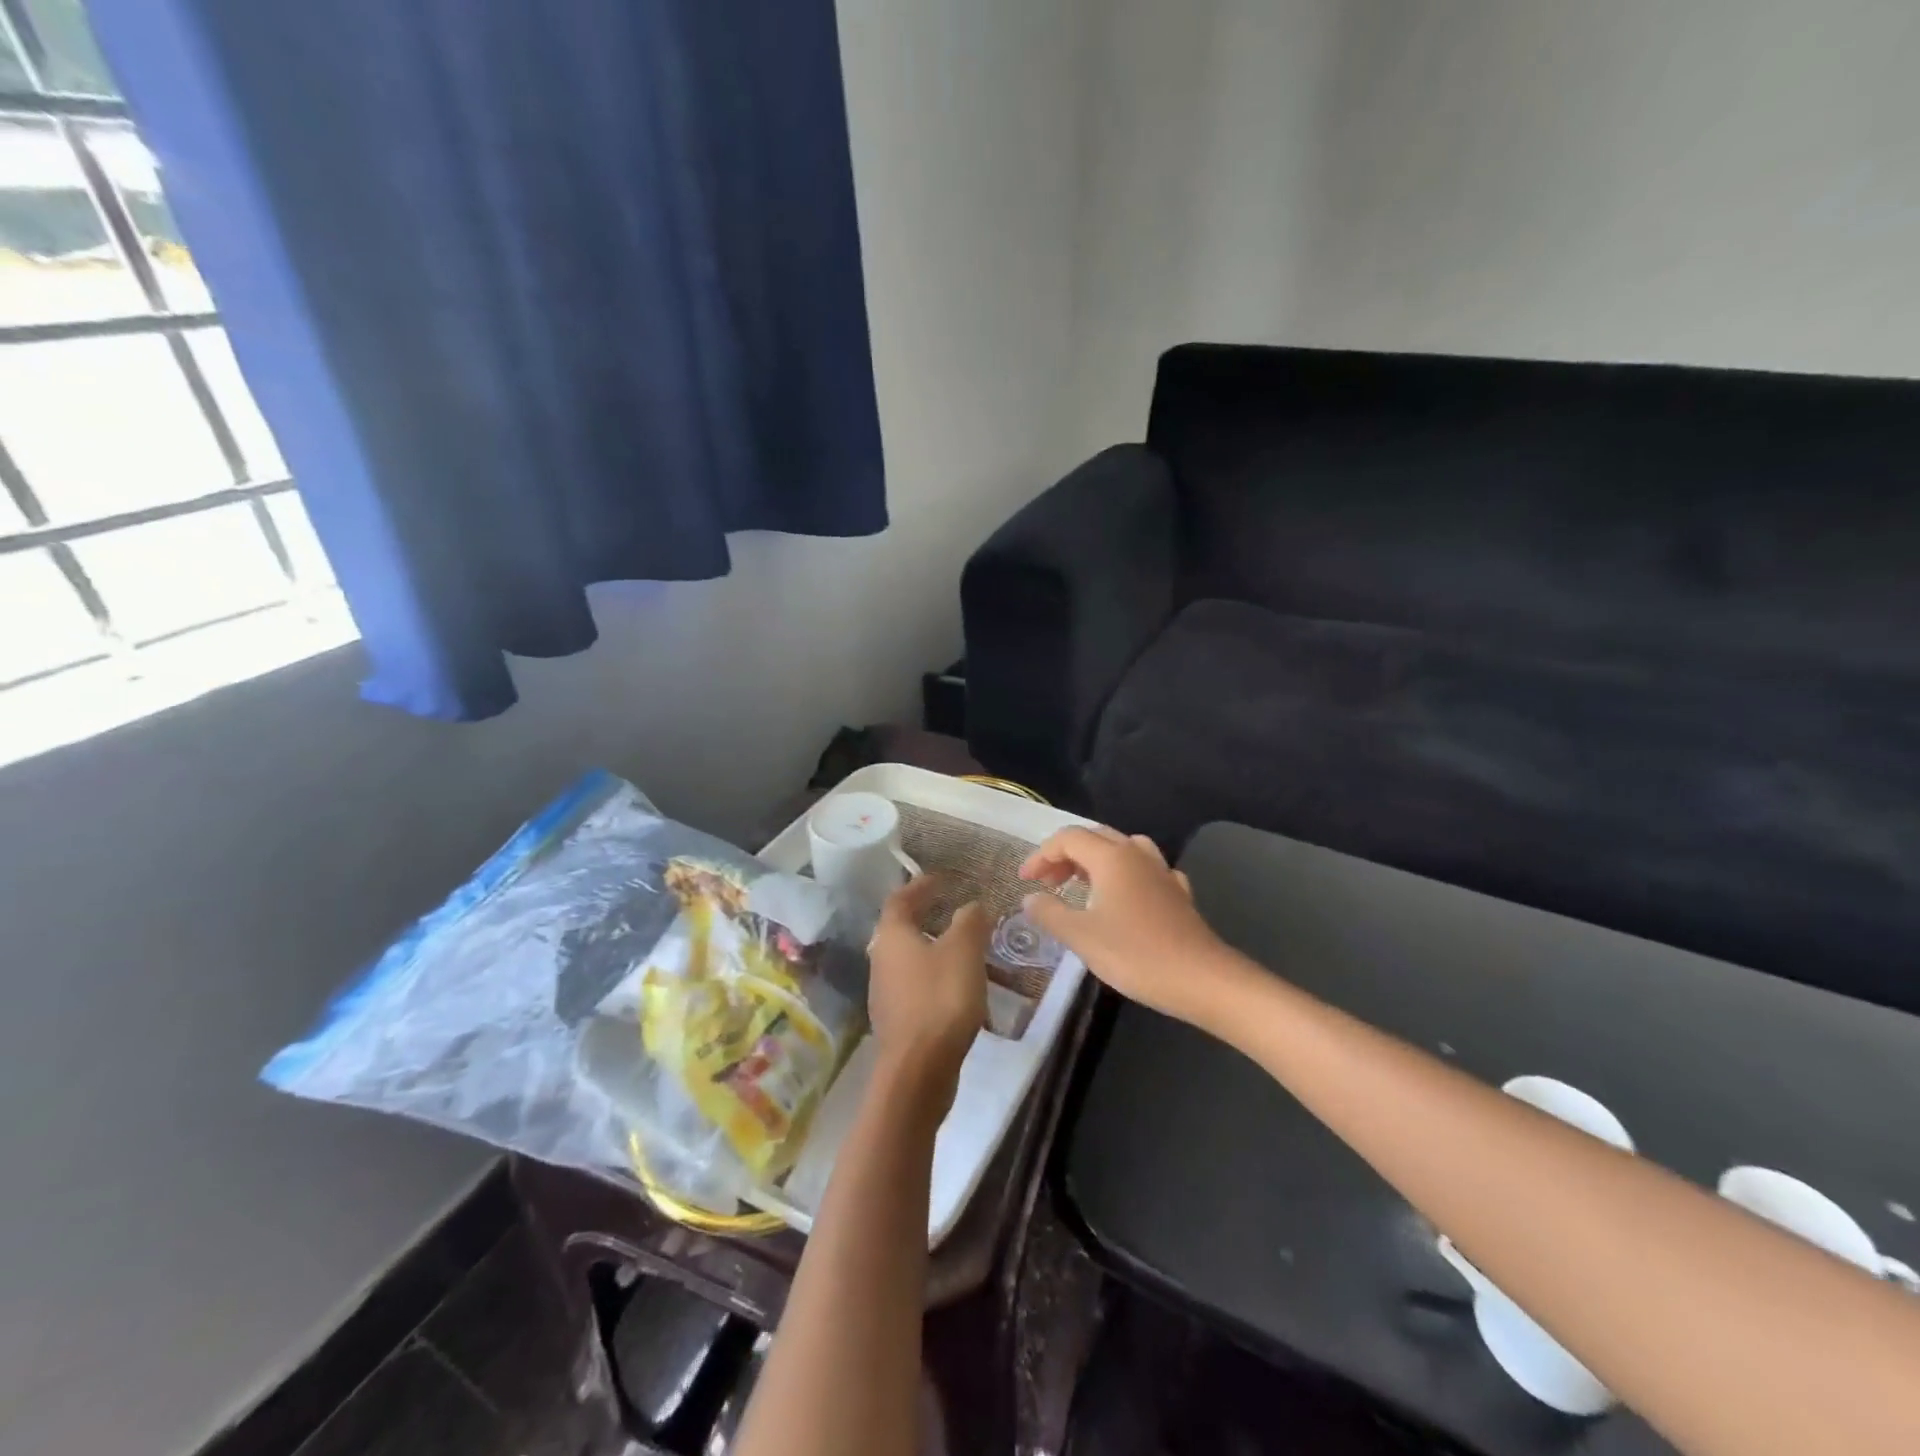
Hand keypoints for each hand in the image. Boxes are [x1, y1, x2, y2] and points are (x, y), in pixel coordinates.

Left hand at [867, 876, 989, 1107]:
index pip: (900, 899)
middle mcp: (881, 960)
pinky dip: (935, 976)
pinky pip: (916, 986)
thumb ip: (970, 922)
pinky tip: (958, 986)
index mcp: (892, 936)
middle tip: (951, 908)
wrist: (918, 1071)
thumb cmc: (940, 999)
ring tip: (962, 947)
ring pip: (909, 959)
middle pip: (900, 929)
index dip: (920, 886)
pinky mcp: (897, 1020)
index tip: (941, 879)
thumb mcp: (964, 951)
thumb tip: (972, 906)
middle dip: (925, 916)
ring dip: (932, 947)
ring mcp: (886, 993)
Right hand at [1019, 827, 1225, 1020]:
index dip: (1041, 855)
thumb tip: (1029, 898)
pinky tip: (1123, 898)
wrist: (1202, 979)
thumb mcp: (1081, 936)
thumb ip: (1050, 913)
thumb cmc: (1136, 954)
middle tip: (1047, 883)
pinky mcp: (1178, 892)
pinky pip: (1144, 870)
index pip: (1067, 838)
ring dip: (1095, 861)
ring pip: (1122, 849)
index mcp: (1110, 857)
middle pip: (1094, 838)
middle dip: (1065, 856)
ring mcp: (1161, 871)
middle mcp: (1136, 854)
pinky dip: (1124, 876)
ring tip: (1081, 885)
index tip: (1025, 880)